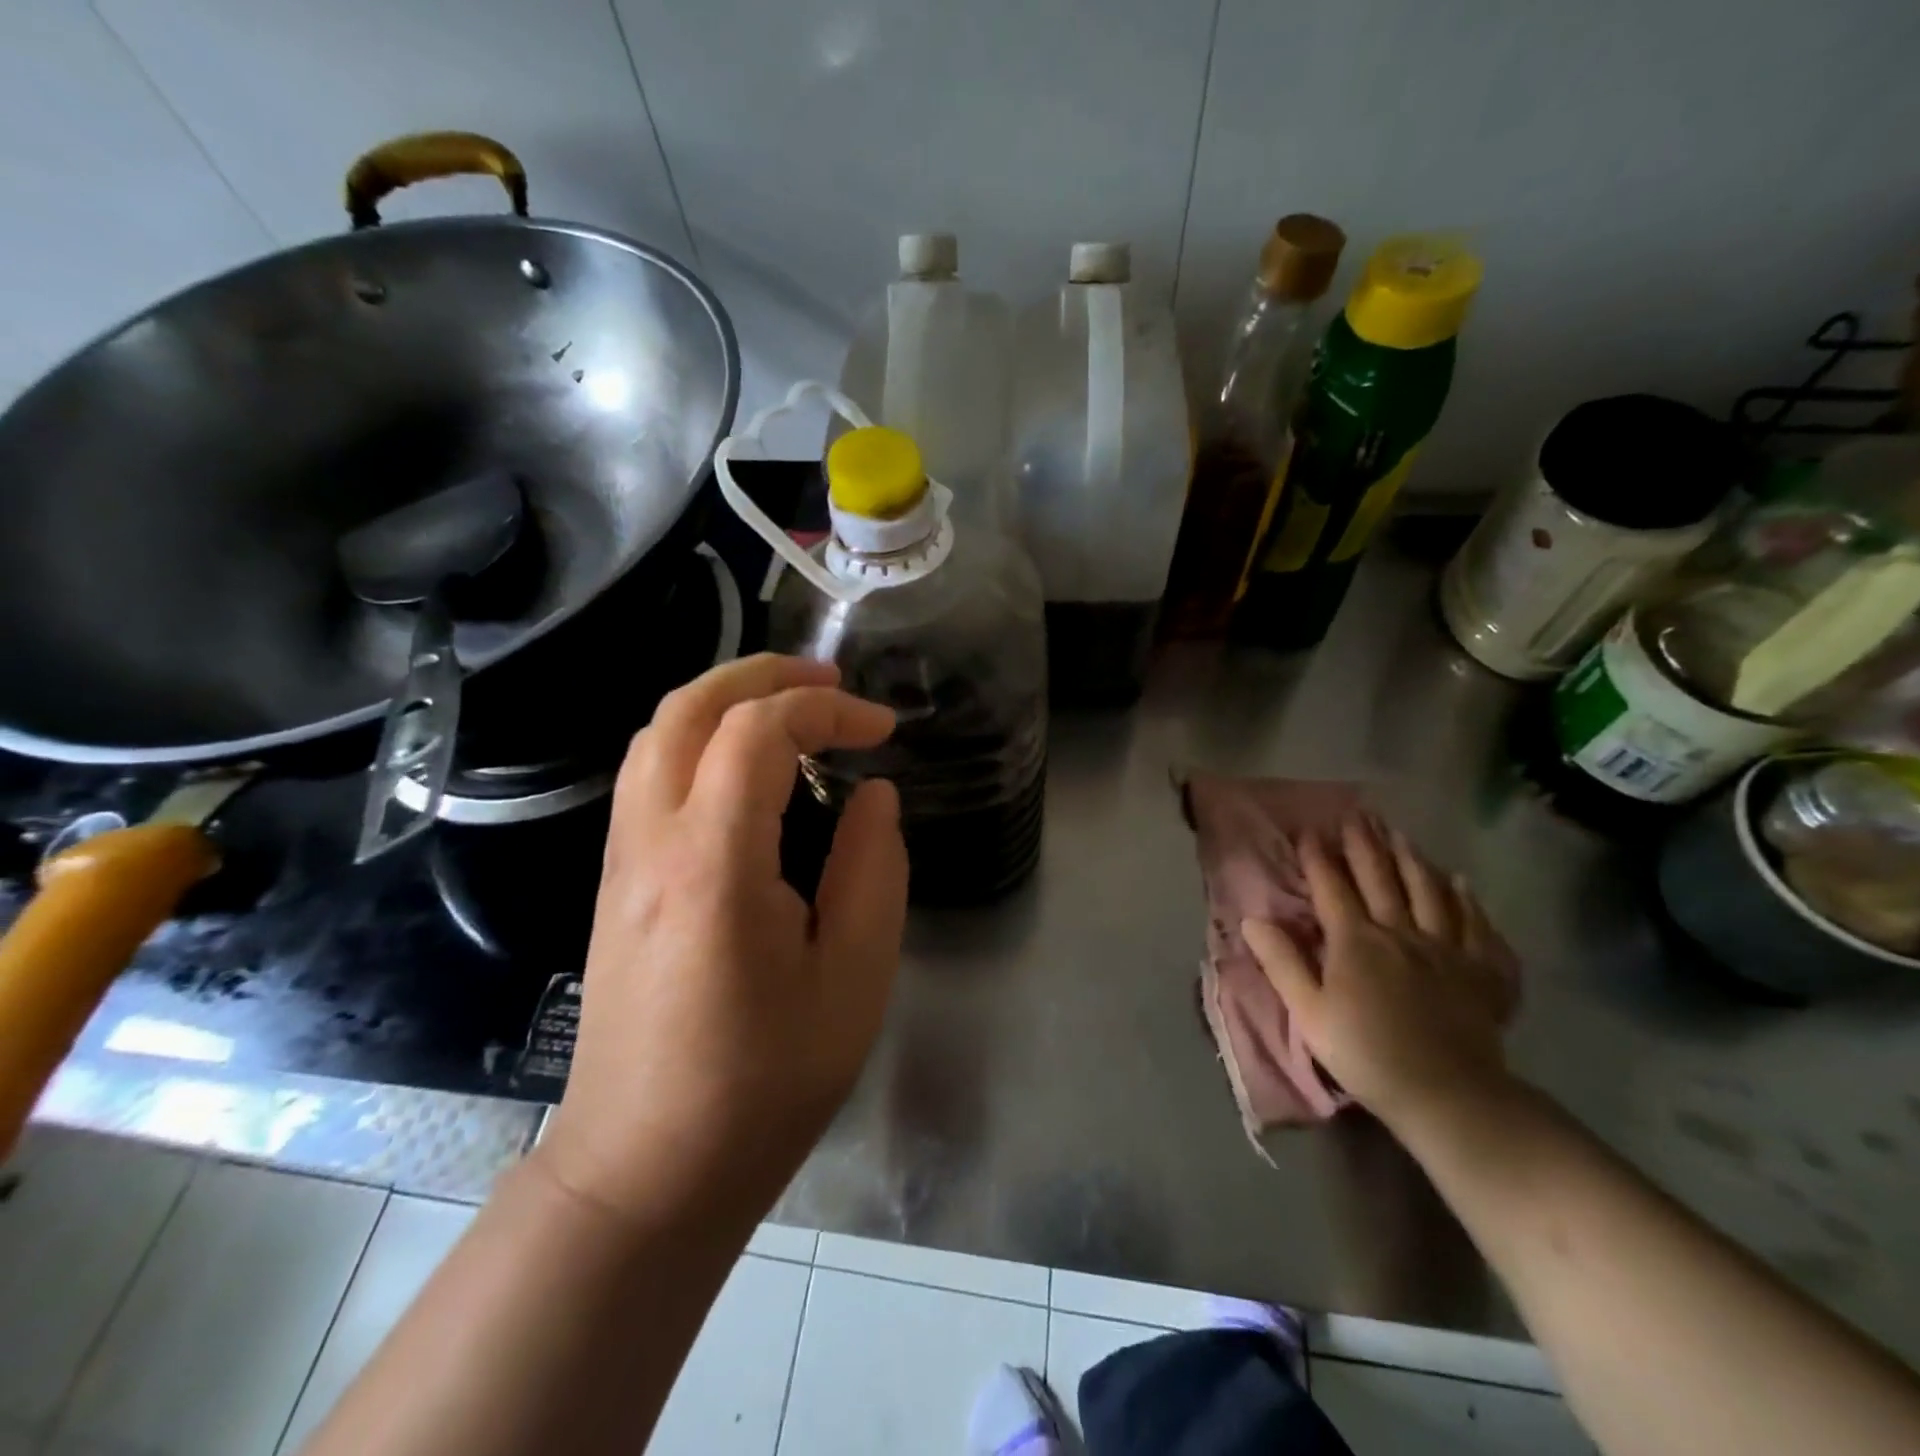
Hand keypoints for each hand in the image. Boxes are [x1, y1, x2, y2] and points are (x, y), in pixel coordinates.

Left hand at [536, 655, 907, 1225]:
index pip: (760, 731)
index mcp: (713, 862)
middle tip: (831, 683)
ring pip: (659, 734)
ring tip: (793, 710)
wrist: (647, 1169)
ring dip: (727, 700)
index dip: (828, 709)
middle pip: (690, 707)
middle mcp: (651, 842)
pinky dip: (702, 739)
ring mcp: (621, 859)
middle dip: (764, 674)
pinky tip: (748, 770)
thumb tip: (874, 794)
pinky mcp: (615, 881)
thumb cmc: (765, 1082)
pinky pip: (650, 774)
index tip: (883, 732)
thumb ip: (873, 869)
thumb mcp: (854, 977)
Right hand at [1242, 815, 1518, 1129]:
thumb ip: (1281, 963)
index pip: (1332, 887)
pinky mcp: (1482, 971)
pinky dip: (1469, 900)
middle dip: (1364, 844)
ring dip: (1412, 859)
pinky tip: (1463, 884)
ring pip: (1429, 891)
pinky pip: (1477, 925)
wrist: (1449, 1095)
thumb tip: (1252, 920)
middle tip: (1357, 814)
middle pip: (1380, 878)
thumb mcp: (1309, 1013)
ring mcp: (1447, 948)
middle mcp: (1401, 932)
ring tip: (1401, 835)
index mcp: (1355, 941)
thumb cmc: (1367, 1054)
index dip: (1318, 857)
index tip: (1309, 830)